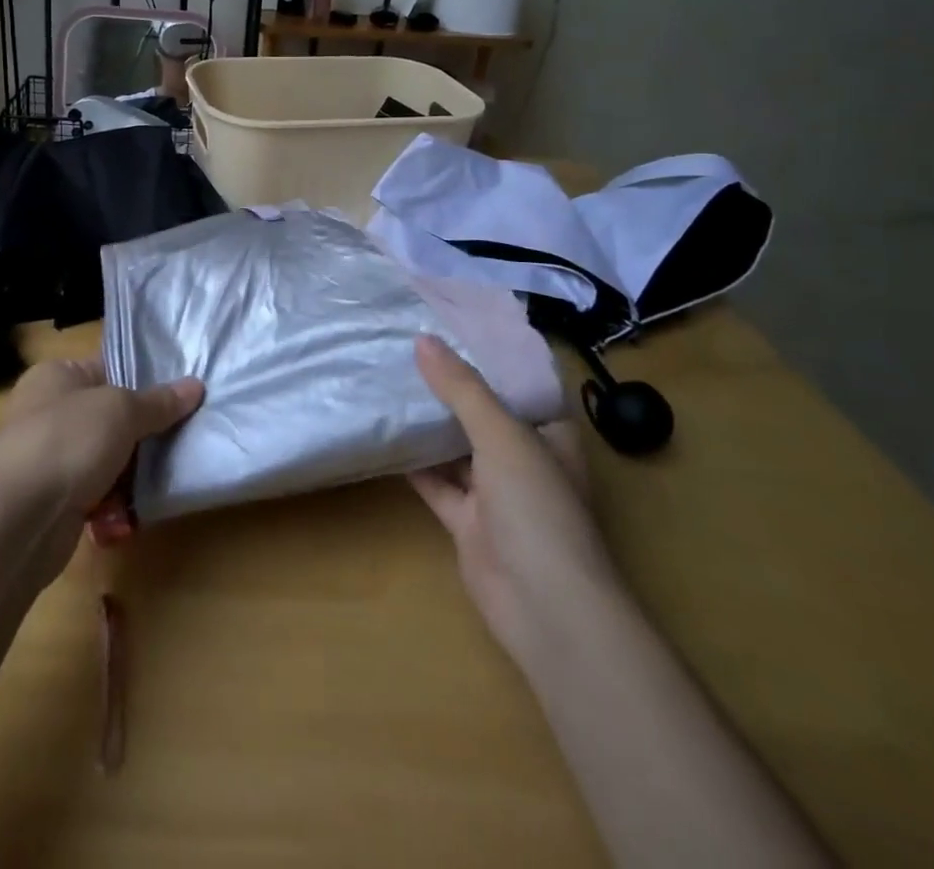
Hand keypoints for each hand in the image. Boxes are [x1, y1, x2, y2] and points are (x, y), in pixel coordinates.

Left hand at [0, 357, 203, 588]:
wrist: (17, 520)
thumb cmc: (68, 442)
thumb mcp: (122, 410)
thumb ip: (159, 402)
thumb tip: (195, 386)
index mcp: (57, 376)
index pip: (109, 368)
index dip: (145, 381)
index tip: (183, 394)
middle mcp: (48, 411)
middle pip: (112, 417)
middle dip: (143, 433)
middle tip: (181, 439)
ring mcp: (49, 457)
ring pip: (107, 458)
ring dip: (131, 473)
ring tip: (161, 479)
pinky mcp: (53, 500)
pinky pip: (95, 494)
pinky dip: (112, 503)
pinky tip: (130, 513)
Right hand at [408, 335, 615, 662]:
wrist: (544, 608)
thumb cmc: (537, 508)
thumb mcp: (502, 435)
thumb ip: (462, 388)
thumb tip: (422, 340)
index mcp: (549, 435)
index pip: (518, 384)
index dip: (485, 356)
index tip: (447, 326)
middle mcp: (524, 459)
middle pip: (482, 413)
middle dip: (449, 386)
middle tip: (405, 347)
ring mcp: (495, 493)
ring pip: (456, 447)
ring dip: (429, 422)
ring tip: (389, 380)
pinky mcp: (467, 521)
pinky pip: (436, 482)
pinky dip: (413, 462)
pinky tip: (384, 433)